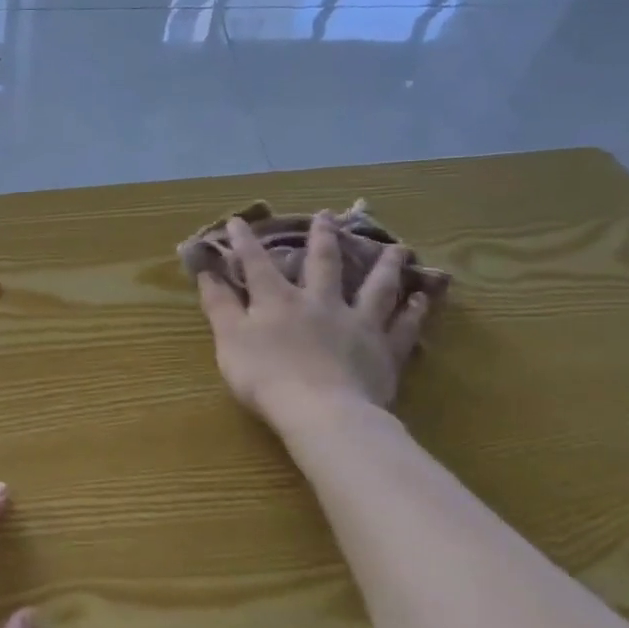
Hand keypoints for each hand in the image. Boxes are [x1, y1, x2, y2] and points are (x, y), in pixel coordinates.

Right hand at [198, 212, 430, 422]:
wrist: (321, 411)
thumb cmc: (265, 376)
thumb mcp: (229, 339)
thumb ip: (219, 305)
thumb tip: (206, 272)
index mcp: (278, 300)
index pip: (257, 263)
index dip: (245, 241)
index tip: (239, 220)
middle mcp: (320, 302)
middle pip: (323, 264)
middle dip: (323, 238)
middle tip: (328, 216)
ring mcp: (357, 324)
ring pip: (375, 288)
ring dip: (385, 267)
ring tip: (398, 249)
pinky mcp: (383, 351)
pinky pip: (402, 326)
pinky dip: (413, 311)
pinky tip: (422, 298)